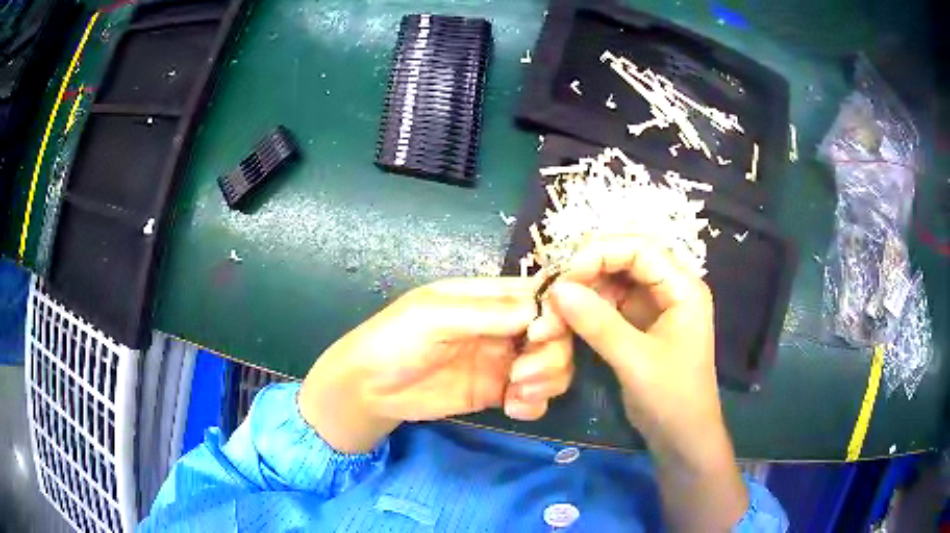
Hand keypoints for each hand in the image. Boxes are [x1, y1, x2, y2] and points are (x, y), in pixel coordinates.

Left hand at [299, 278, 573, 452]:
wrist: (368, 390)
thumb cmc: (393, 341)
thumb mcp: (434, 316)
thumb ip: (487, 313)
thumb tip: (541, 310)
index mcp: (488, 298)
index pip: (541, 294)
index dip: (555, 312)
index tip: (541, 334)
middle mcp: (503, 327)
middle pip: (555, 333)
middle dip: (550, 354)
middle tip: (522, 373)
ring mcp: (502, 361)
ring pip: (552, 365)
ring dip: (547, 379)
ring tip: (518, 392)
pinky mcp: (497, 392)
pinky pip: (536, 396)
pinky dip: (535, 403)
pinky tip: (513, 408)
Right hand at [532, 236, 718, 447]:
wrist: (681, 438)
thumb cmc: (672, 398)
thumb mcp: (636, 361)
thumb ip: (598, 324)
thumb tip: (557, 289)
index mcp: (682, 287)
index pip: (639, 249)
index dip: (600, 253)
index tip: (564, 276)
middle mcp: (668, 289)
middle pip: (622, 262)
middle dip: (585, 274)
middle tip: (551, 295)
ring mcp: (652, 307)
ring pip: (610, 284)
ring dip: (580, 295)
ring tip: (550, 314)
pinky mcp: (637, 326)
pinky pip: (607, 306)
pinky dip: (584, 312)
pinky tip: (563, 322)